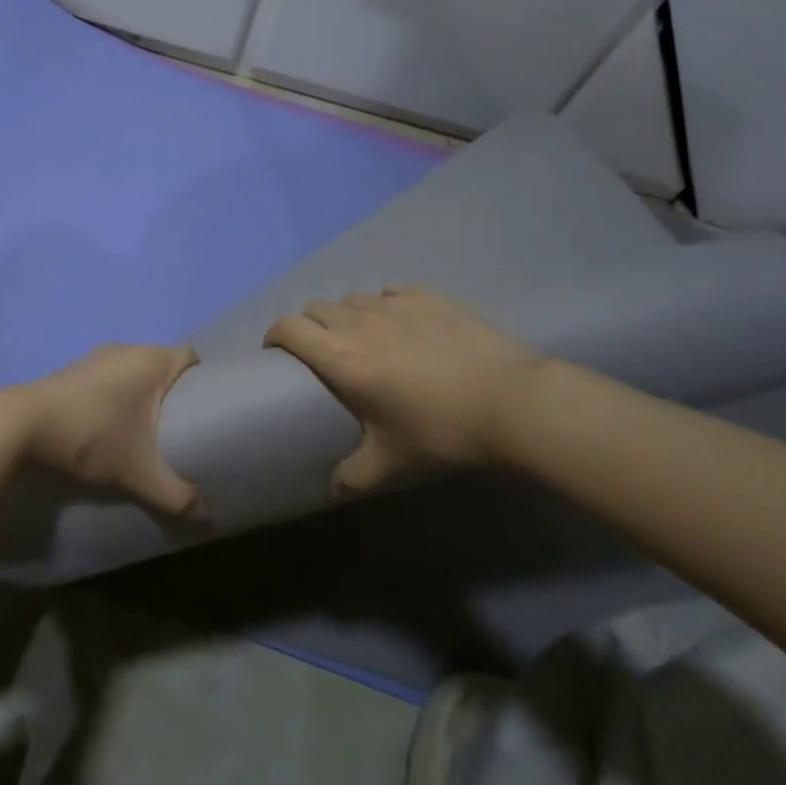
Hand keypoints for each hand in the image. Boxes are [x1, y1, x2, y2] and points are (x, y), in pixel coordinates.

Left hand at [17, 343, 203, 518]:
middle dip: (172, 392)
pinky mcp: (73, 369)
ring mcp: (96, 356)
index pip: (190, 357)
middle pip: (162, 364)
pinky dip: (115, 395)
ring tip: (144, 430)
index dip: (202, 379)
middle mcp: (127, 349)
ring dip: (140, 394)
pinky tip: (109, 425)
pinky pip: (108, 376)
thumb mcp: (137, 472)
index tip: (205, 409)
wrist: (22, 426)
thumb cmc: (91, 437)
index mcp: (151, 360)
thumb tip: (205, 517)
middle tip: (179, 427)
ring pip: (132, 370)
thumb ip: (175, 494)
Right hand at [265, 287, 544, 496]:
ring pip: (354, 299)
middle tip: (324, 353)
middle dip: (310, 326)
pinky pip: (392, 293)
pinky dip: (387, 306)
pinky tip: (405, 325)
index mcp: (341, 357)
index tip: (276, 352)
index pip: (288, 328)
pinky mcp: (429, 296)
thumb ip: (354, 476)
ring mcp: (395, 304)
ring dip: (348, 315)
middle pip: (316, 308)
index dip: (274, 335)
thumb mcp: (392, 463)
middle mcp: (359, 322)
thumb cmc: (441, 432)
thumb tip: (333, 491)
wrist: (510, 400)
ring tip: (366, 339)